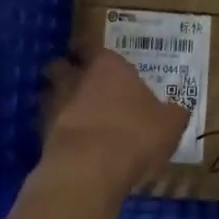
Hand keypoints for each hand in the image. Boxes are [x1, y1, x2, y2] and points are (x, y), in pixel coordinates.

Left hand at [41, 49, 190, 192]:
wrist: (89, 170)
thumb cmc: (135, 135)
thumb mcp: (170, 125)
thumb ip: (172, 113)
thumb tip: (177, 110)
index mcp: (109, 66)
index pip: (95, 47)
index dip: (95, 53)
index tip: (98, 59)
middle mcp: (77, 78)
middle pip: (63, 66)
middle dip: (69, 72)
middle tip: (83, 83)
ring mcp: (55, 106)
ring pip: (52, 95)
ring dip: (60, 102)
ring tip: (77, 116)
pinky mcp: (42, 135)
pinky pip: (49, 126)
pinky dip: (58, 132)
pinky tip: (73, 144)